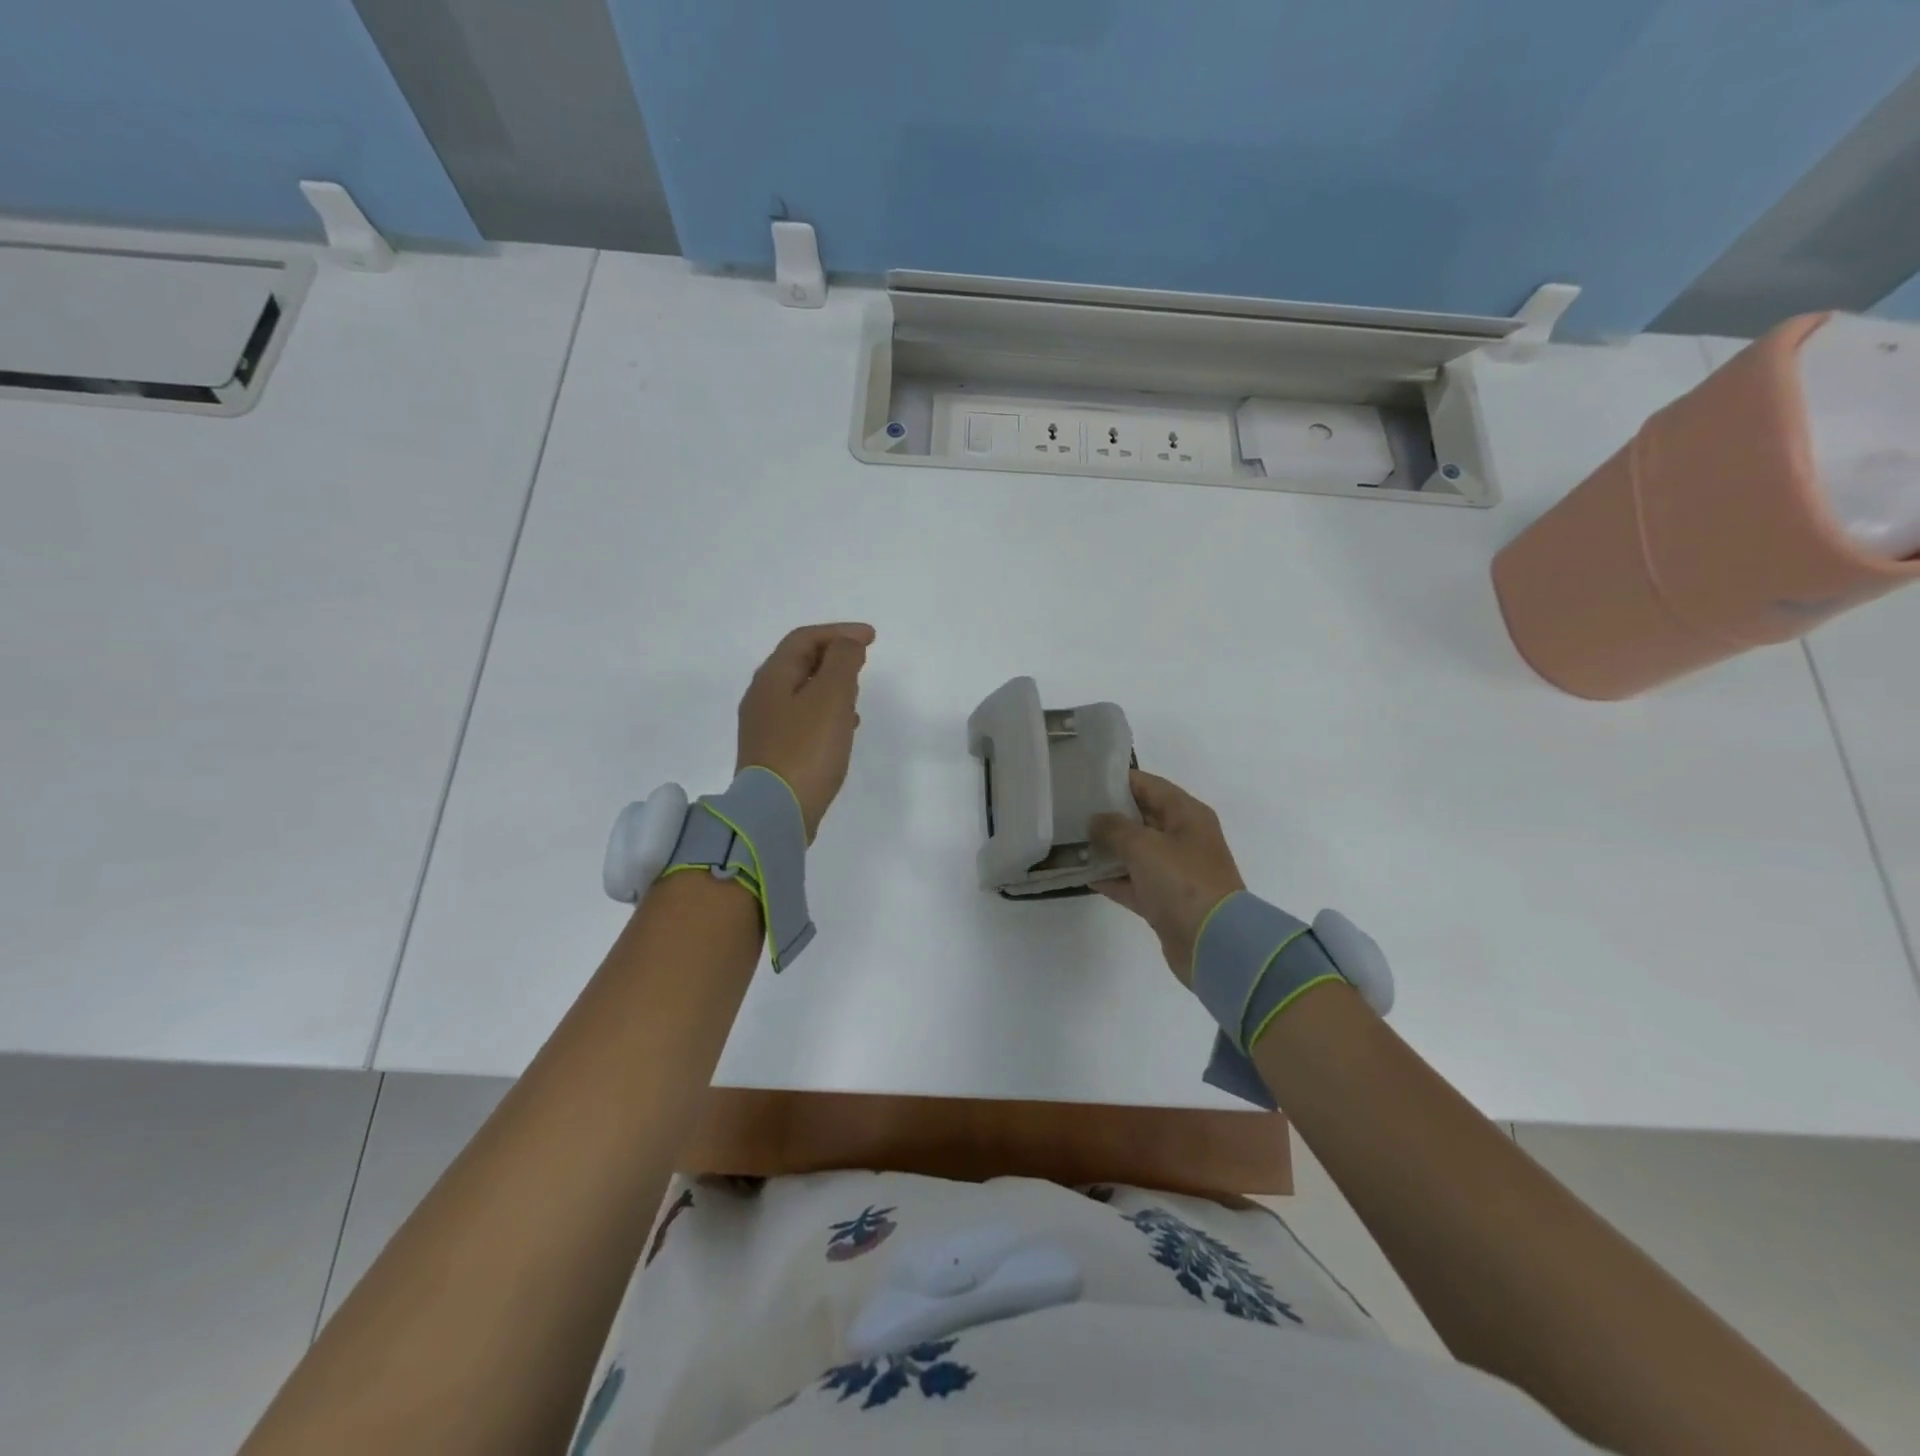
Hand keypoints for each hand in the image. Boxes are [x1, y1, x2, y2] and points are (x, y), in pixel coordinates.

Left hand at [735, 623, 874, 840]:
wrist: (776, 813)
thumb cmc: (806, 749)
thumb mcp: (831, 697)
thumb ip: (842, 662)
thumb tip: (848, 643)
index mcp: (772, 678)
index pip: (804, 639)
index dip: (839, 632)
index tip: (872, 638)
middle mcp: (762, 697)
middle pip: (799, 663)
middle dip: (833, 656)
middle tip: (862, 662)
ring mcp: (765, 727)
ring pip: (802, 692)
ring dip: (831, 686)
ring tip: (857, 696)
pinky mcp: (774, 752)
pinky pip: (803, 719)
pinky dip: (826, 713)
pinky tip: (844, 729)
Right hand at [1089, 770, 1246, 985]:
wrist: (1214, 944)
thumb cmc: (1182, 882)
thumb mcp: (1143, 846)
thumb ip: (1113, 827)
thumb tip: (1095, 820)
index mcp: (1186, 814)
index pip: (1148, 785)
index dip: (1115, 780)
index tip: (1083, 780)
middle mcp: (1183, 837)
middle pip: (1140, 816)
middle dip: (1106, 814)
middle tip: (1069, 810)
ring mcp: (1174, 870)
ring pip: (1134, 850)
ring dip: (1106, 847)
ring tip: (1069, 840)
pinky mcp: (1164, 899)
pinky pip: (1132, 881)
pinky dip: (1111, 877)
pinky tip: (1081, 873)